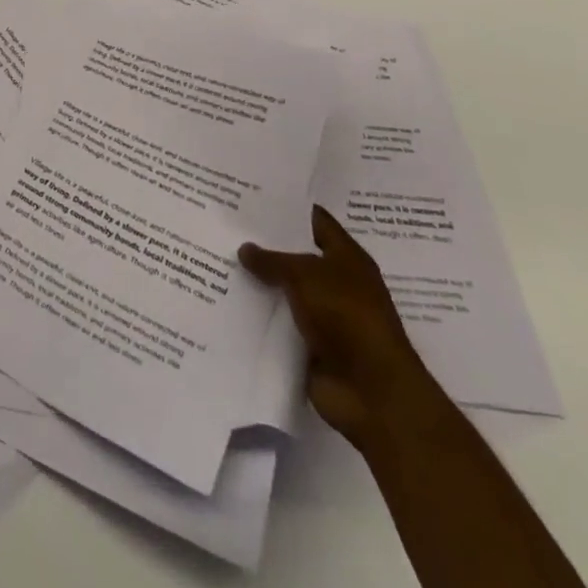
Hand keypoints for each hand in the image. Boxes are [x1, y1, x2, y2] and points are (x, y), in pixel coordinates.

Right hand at [240, 205, 434, 447]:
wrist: (372, 393)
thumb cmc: (347, 317)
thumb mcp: (305, 275)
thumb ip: (272, 259)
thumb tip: (244, 249)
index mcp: (347, 258)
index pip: (315, 221)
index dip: (287, 207)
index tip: (251, 194)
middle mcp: (336, 283)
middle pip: (295, 255)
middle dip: (264, 244)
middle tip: (225, 225)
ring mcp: (323, 316)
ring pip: (283, 290)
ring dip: (257, 281)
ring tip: (216, 258)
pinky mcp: (309, 346)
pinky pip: (277, 323)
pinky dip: (257, 315)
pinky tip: (225, 299)